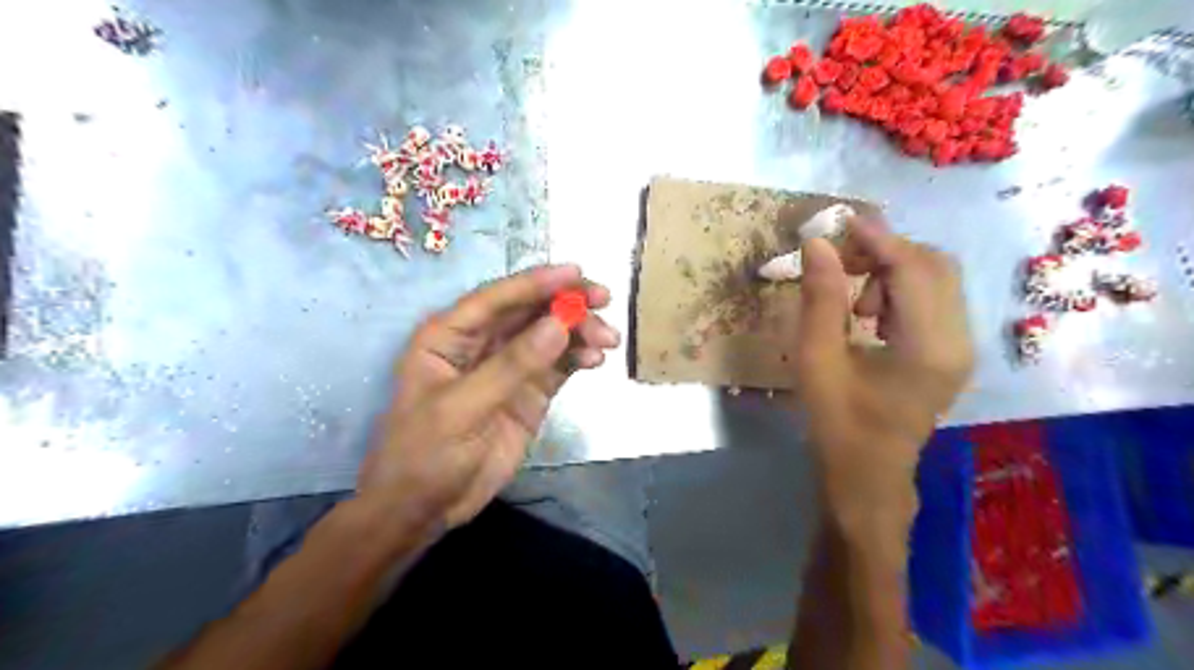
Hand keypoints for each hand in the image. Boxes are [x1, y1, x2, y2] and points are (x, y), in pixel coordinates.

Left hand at [356, 263, 620, 533]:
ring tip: (607, 340)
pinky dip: (578, 358)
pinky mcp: (528, 394)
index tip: (577, 273)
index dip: (536, 282)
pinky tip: (595, 360)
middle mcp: (480, 344)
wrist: (424, 509)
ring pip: (548, 336)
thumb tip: (559, 325)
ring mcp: (507, 369)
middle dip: (566, 303)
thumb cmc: (424, 454)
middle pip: (528, 311)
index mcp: (449, 336)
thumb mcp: (462, 408)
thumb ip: (511, 366)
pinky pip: (558, 366)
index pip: (497, 298)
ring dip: (578, 331)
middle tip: (604, 300)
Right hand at [790, 224, 974, 524]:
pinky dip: (899, 289)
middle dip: (885, 251)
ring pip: (936, 278)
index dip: (877, 239)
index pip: (914, 269)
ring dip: (891, 270)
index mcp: (929, 347)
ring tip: (851, 299)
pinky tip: (868, 314)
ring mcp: (961, 345)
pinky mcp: (951, 350)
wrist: (868, 473)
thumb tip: (816, 244)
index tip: (838, 223)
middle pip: (934, 265)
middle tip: (837, 260)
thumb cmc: (838, 423)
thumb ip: (819, 299)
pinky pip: (932, 299)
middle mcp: (959, 339)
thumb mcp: (817, 360)